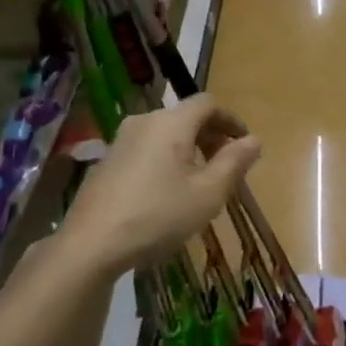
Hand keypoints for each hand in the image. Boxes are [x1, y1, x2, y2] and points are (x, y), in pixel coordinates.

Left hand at [62, 95, 261, 274]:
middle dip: (210, 136)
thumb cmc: (159, 215)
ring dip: (187, 149)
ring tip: (199, 182)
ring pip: (164, 134)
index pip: (207, 103)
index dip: (230, 119)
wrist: (91, 243)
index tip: (244, 144)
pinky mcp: (106, 161)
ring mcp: (120, 140)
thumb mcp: (208, 193)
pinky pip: (145, 149)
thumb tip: (254, 140)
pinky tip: (166, 193)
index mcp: (171, 123)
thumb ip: (234, 163)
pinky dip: (165, 159)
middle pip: (185, 116)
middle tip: (226, 167)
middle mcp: (144, 121)